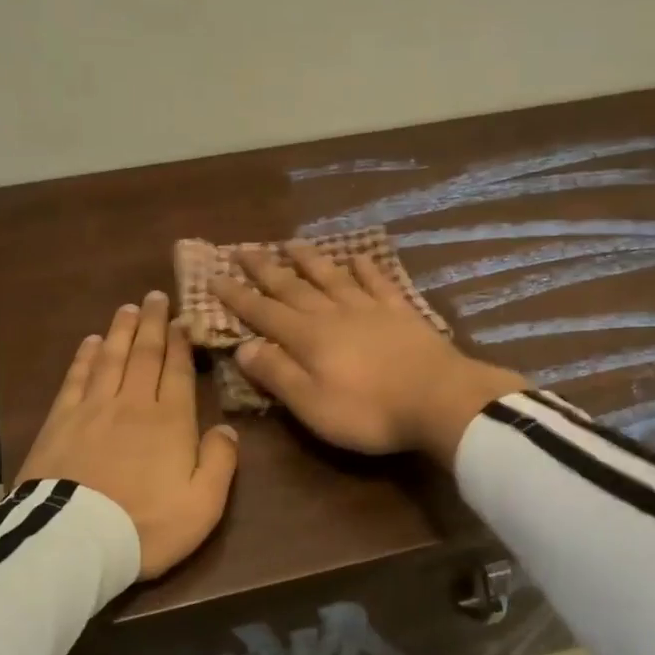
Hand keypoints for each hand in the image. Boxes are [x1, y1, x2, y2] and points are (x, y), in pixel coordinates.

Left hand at [18, 290, 239, 579]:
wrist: (76, 540)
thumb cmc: (147, 525)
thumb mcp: (203, 504)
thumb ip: (220, 462)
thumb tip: (226, 427)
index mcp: (170, 421)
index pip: (177, 371)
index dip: (180, 343)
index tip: (181, 319)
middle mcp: (133, 403)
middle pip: (144, 355)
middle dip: (151, 324)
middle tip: (154, 297)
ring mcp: (93, 409)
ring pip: (110, 358)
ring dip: (120, 331)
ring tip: (127, 309)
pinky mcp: (60, 421)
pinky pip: (75, 379)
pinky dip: (84, 357)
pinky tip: (89, 342)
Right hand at [208, 241, 525, 462]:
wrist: (440, 399)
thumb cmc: (369, 411)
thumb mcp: (312, 404)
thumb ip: (277, 374)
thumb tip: (243, 347)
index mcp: (307, 338)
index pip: (263, 313)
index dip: (237, 296)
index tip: (214, 276)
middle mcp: (333, 314)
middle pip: (293, 287)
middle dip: (265, 269)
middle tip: (243, 249)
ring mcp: (369, 308)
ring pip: (332, 276)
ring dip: (309, 259)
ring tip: (290, 242)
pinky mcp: (401, 312)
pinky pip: (378, 282)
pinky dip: (365, 268)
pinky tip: (357, 257)